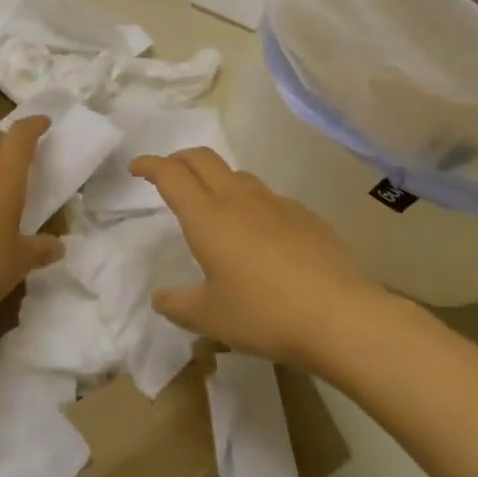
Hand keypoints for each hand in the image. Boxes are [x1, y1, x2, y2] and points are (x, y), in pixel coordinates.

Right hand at [131, 148, 369, 369]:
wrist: (340, 316)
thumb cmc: (264, 314)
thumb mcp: (210, 318)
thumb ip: (178, 304)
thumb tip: (161, 298)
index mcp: (207, 217)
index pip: (171, 175)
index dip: (150, 165)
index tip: (136, 168)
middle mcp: (238, 199)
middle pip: (202, 159)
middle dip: (179, 159)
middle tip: (168, 174)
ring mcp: (275, 203)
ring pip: (237, 175)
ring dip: (216, 179)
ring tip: (213, 205)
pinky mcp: (305, 215)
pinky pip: (268, 198)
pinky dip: (251, 204)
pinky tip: (260, 235)